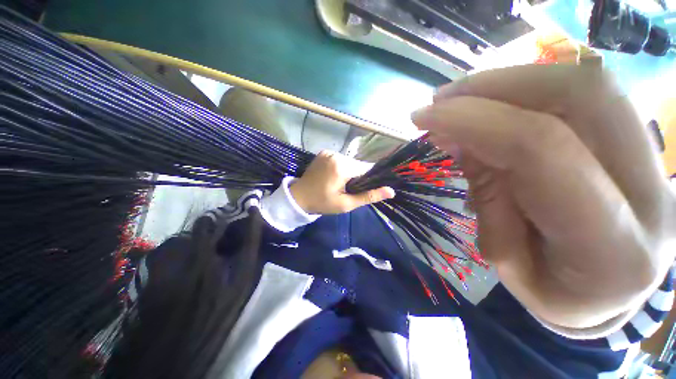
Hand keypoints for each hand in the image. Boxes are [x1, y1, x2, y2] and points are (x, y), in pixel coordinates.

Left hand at [290, 151, 394, 213]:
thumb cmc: (322, 203)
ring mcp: (329, 152)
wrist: (299, 197)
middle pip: (358, 164)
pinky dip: (342, 166)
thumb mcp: (346, 204)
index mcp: (342, 167)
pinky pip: (340, 159)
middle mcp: (337, 155)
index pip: (366, 168)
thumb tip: (391, 191)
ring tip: (342, 183)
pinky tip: (335, 176)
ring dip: (350, 171)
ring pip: (350, 161)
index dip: (369, 178)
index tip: (366, 187)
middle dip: (358, 175)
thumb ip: (368, 196)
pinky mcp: (324, 152)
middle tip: (351, 188)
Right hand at [413, 65, 675, 328]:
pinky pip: (584, 96)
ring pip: (585, 85)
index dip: (473, 122)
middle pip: (580, 96)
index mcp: (611, 246)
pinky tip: (490, 107)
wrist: (610, 293)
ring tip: (458, 100)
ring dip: (508, 82)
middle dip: (496, 85)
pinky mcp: (641, 142)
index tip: (424, 117)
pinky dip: (527, 92)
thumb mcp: (506, 260)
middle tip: (441, 98)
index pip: (541, 150)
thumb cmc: (555, 293)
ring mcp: (654, 159)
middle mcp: (651, 191)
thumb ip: (486, 196)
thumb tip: (455, 137)